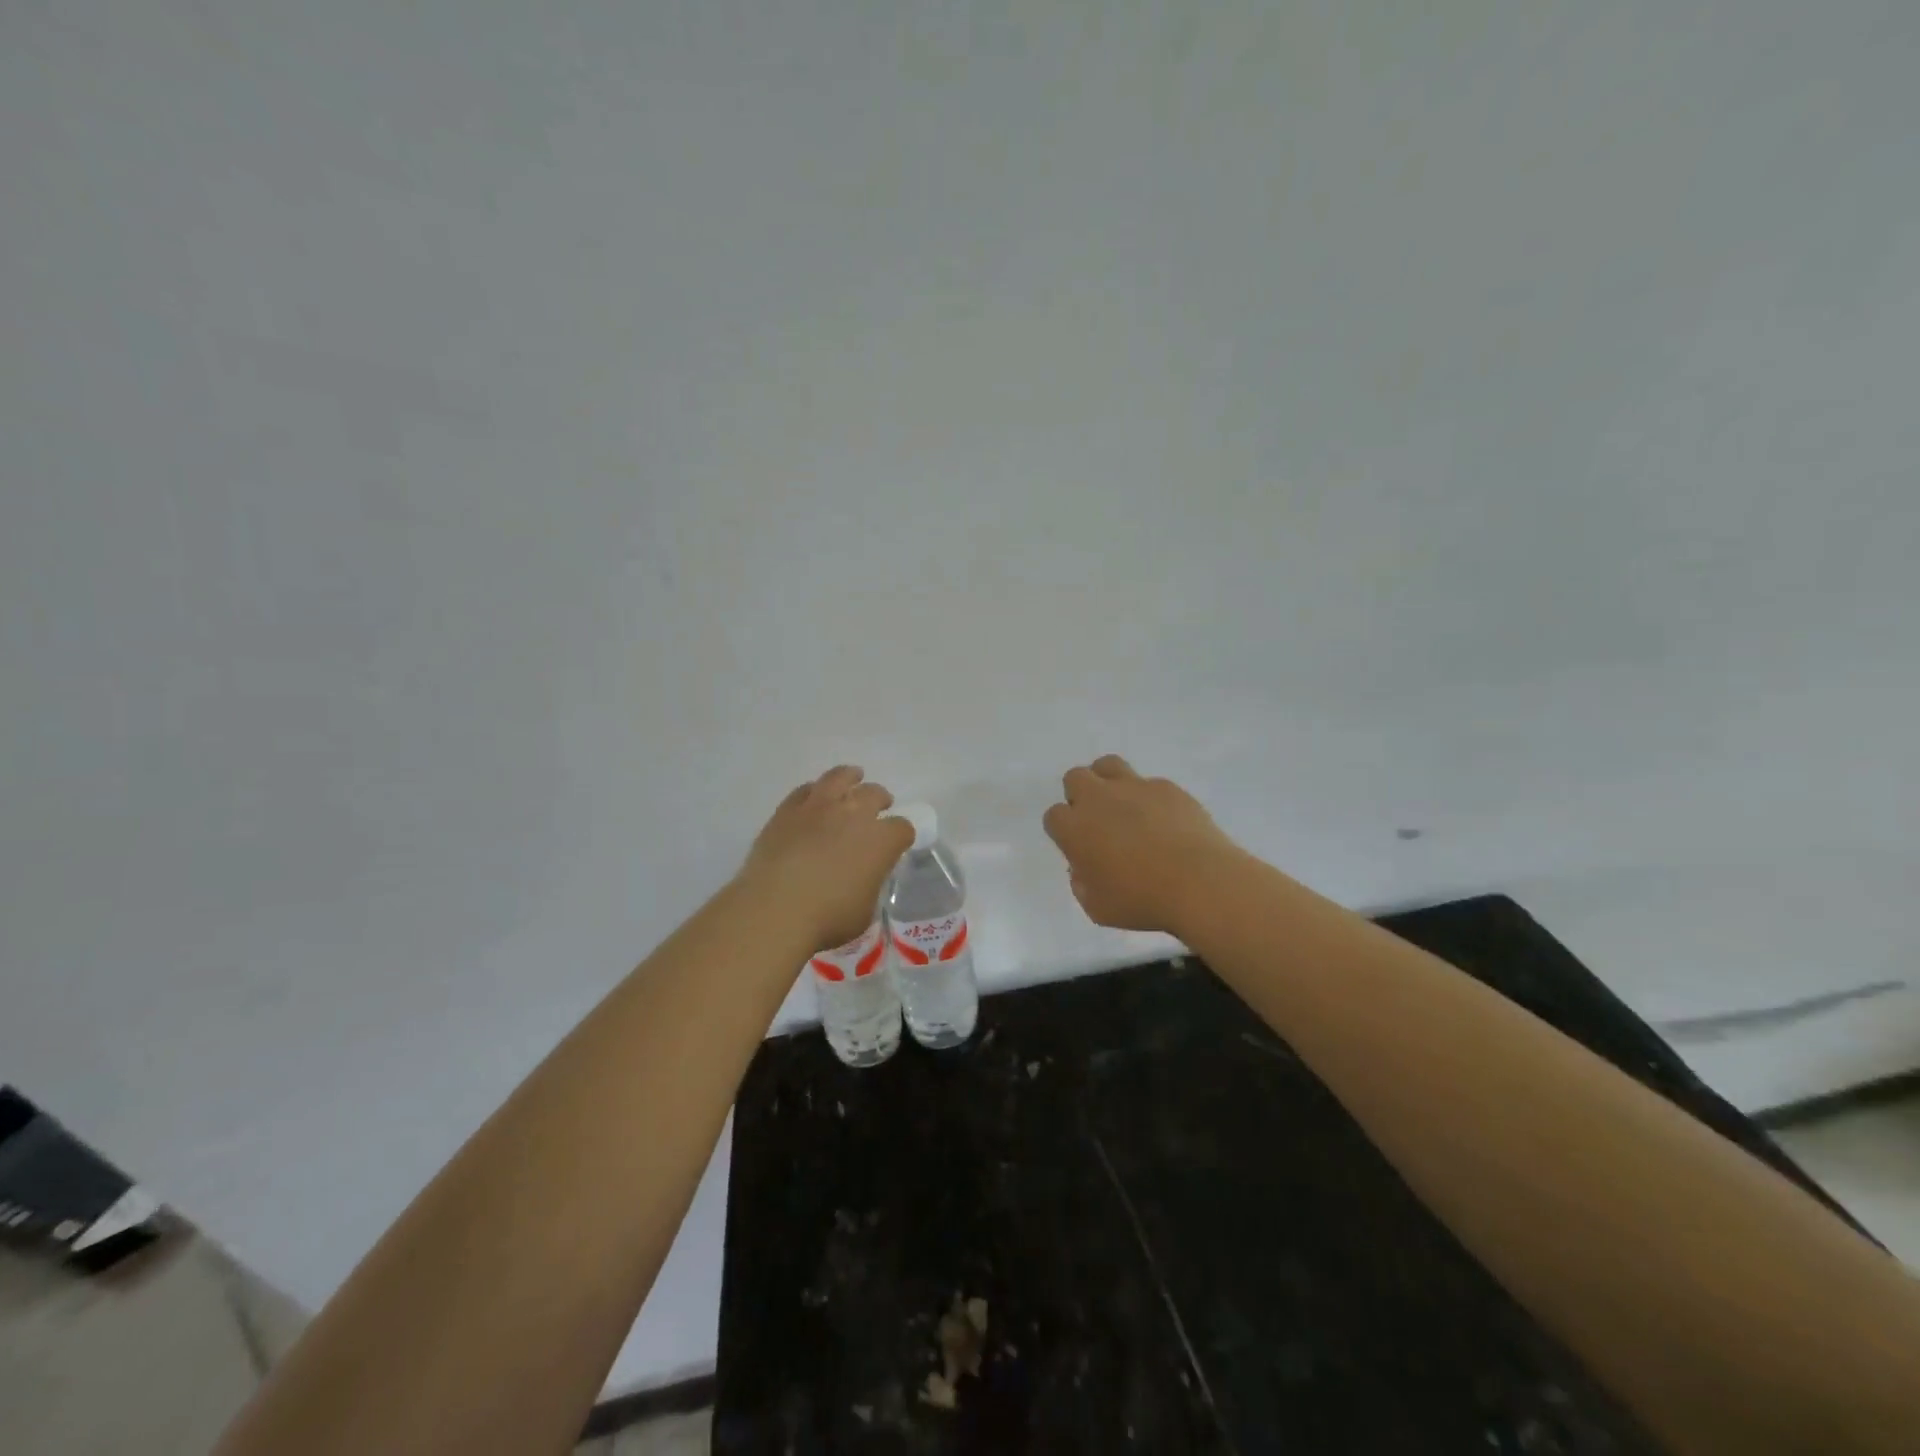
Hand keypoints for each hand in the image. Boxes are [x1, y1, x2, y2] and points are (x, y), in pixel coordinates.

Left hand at [738, 766, 914, 954]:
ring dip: (850, 777)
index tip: (897, 843)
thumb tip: (862, 879)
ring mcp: (819, 807)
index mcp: (881, 840)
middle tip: (879, 806)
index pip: (902, 828)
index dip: (901, 835)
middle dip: (880, 800)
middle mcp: (854, 814)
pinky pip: (805, 790)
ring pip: (839, 777)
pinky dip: (814, 791)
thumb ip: (869, 886)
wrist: (775, 909)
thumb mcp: (864, 911)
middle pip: (874, 794)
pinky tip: (814, 796)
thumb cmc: (828, 918)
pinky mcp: (787, 810)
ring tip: (853, 778)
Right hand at [1042, 755, 1242, 934]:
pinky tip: (1164, 820)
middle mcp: (1098, 799)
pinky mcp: (1166, 787)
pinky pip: (1148, 783)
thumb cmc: (1142, 901)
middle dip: (1081, 795)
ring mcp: (1134, 787)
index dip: (1064, 831)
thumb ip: (1082, 884)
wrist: (1200, 883)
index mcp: (1075, 828)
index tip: (1079, 847)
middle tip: (1098, 822)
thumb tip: (1084, 869)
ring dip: (1108, 781)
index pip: (1054, 816)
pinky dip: (1149, 797)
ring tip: (1123, 806)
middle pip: (1075, 778)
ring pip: (1108, 765)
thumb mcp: (1098, 908)